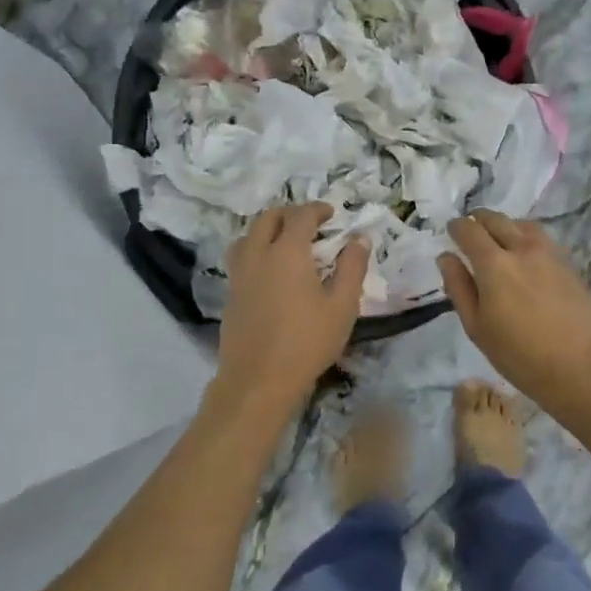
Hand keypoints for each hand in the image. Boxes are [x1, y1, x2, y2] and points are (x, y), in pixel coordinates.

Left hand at [216, 203, 369, 412]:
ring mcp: (240, 275)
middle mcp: (259, 255)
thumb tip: (359, 238)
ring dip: (267, 228)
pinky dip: (256, 249)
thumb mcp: (342, 306)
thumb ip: (352, 267)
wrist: (258, 381)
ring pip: (248, 235)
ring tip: (286, 241)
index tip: (332, 214)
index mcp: (288, 252)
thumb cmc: (307, 342)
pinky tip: (270, 269)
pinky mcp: (231, 294)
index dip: (317, 209)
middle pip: (268, 218)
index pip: (301, 216)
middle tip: (310, 223)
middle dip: (290, 213)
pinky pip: (240, 257)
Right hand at [436, 211, 590, 409]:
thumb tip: (446, 257)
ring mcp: (549, 254)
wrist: (579, 366)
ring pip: (523, 225)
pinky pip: (543, 239)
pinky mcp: (568, 264)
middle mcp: (522, 249)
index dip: (457, 227)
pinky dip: (527, 237)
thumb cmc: (518, 354)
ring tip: (499, 238)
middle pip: (496, 220)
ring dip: (506, 225)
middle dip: (479, 220)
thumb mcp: (476, 327)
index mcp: (494, 263)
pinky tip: (526, 255)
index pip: (469, 230)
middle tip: (471, 230)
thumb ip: (459, 287)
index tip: (451, 232)